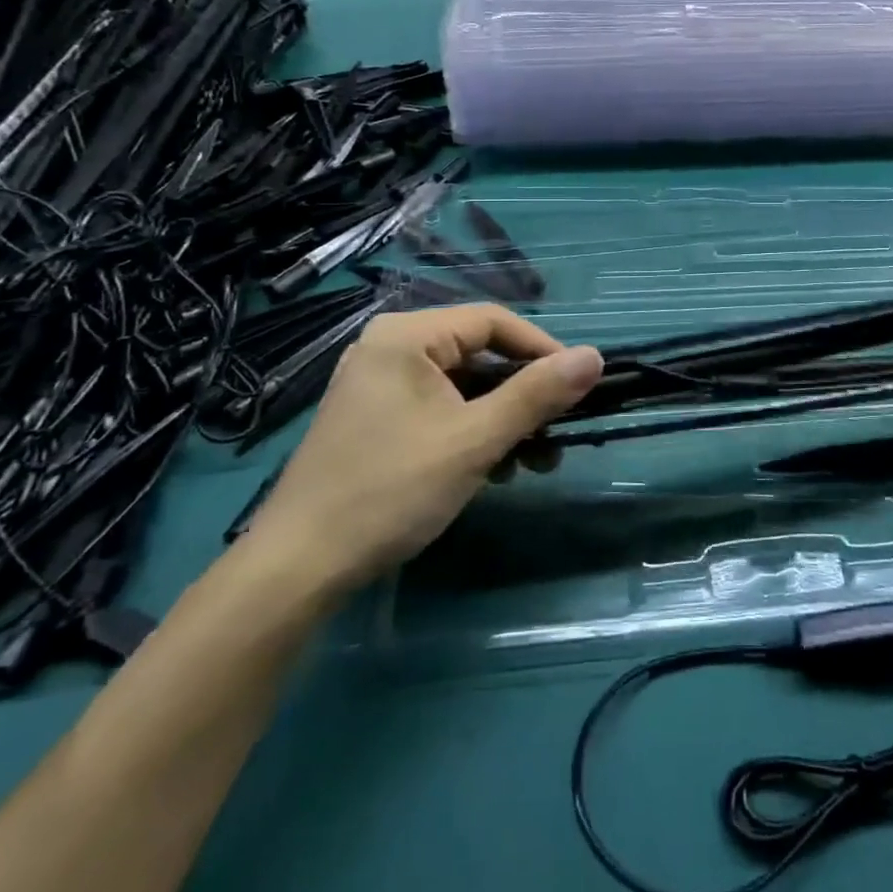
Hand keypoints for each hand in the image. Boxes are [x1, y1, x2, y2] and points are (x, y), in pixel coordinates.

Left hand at [243, 304, 602, 597]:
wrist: (297, 569)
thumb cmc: (390, 490)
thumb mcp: (475, 440)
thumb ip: (536, 394)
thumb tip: (595, 356)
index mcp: (406, 336)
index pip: (494, 322)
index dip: (543, 350)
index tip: (579, 386)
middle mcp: (389, 348)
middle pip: (479, 355)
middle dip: (524, 396)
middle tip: (559, 432)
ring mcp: (379, 385)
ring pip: (463, 387)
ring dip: (503, 420)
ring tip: (534, 462)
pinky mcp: (375, 419)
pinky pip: (440, 409)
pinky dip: (472, 433)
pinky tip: (496, 470)